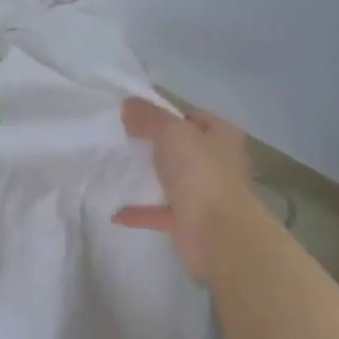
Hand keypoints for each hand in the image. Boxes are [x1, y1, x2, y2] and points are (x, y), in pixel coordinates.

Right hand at [114, 99, 256, 278]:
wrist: (218, 234)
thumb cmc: (201, 175)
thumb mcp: (173, 134)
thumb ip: (150, 118)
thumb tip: (128, 105)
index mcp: (221, 137)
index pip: (195, 118)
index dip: (169, 115)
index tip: (139, 118)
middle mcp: (218, 163)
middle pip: (185, 149)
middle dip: (158, 146)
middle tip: (125, 141)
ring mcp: (206, 194)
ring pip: (175, 181)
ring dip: (152, 179)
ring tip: (120, 172)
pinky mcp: (192, 222)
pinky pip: (161, 213)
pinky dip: (140, 212)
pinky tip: (116, 213)